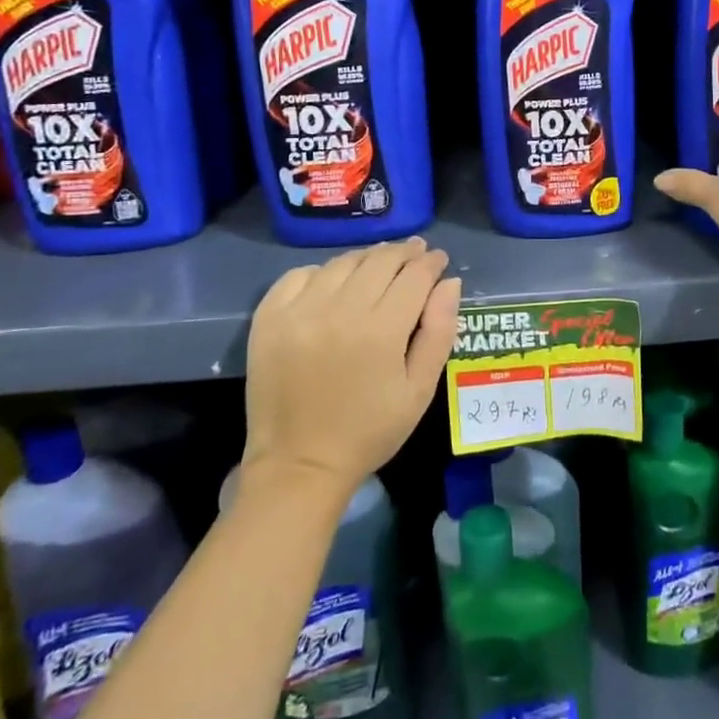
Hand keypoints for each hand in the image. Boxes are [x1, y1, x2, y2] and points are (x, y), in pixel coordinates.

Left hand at [242, 238, 460, 495]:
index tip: (439, 259)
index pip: (414, 276)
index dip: (431, 262)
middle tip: (415, 253)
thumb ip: (439, 332)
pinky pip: (300, 275)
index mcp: (381, 330)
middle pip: (379, 261)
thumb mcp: (420, 390)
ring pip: (342, 263)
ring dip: (367, 258)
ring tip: (379, 264)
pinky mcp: (269, 318)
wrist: (298, 466)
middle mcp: (339, 310)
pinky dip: (322, 271)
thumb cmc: (369, 432)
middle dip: (403, 252)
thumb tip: (449, 282)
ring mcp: (300, 311)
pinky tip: (333, 282)